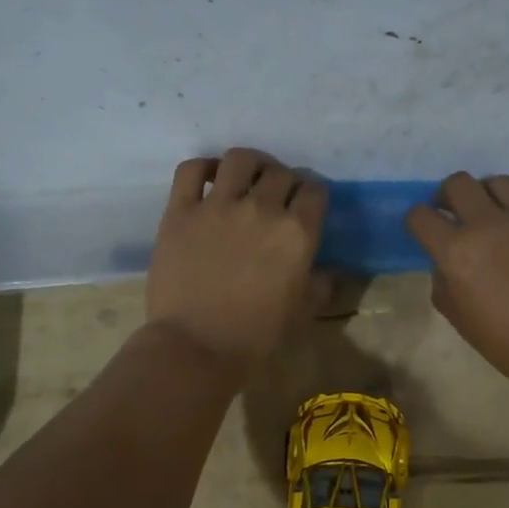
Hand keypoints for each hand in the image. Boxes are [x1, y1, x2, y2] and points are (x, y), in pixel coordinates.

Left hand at [147, 149, 328, 373]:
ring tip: (248, 179)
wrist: (196, 348)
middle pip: (281, 172)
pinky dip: (204, 167)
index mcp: (297, 233)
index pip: (314, 190)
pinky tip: (210, 179)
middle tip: (278, 197)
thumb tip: (328, 271)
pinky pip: (192, 170)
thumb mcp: (302, 313)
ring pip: (240, 160)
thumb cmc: (256, 337)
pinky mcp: (180, 211)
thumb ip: (319, 285)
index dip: (313, 194)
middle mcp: (261, 209)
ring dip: (251, 165)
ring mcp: (218, 206)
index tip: (307, 205)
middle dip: (285, 180)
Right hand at [406, 173, 508, 393]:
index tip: (424, 230)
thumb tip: (445, 263)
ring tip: (493, 214)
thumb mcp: (459, 318)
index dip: (417, 220)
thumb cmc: (507, 343)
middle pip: (458, 182)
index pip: (421, 216)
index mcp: (456, 251)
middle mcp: (487, 224)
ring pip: (498, 182)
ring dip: (487, 195)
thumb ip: (443, 282)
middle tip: (454, 213)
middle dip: (449, 195)